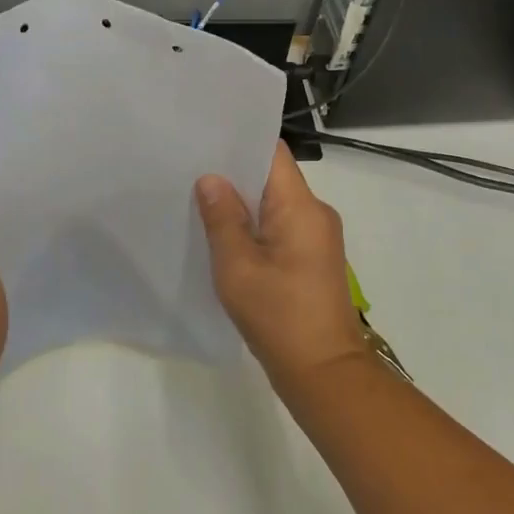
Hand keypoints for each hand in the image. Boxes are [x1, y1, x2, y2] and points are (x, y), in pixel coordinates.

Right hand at [195, 142, 370, 391]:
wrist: (323, 373)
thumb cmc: (278, 316)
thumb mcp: (238, 267)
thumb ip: (222, 219)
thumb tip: (211, 179)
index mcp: (301, 207)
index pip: (273, 154)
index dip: (239, 143)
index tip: (205, 140)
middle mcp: (315, 213)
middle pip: (272, 177)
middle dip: (234, 174)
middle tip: (190, 170)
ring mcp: (317, 237)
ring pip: (275, 204)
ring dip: (243, 203)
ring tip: (200, 199)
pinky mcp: (312, 259)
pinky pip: (280, 227)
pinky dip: (254, 226)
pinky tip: (224, 235)